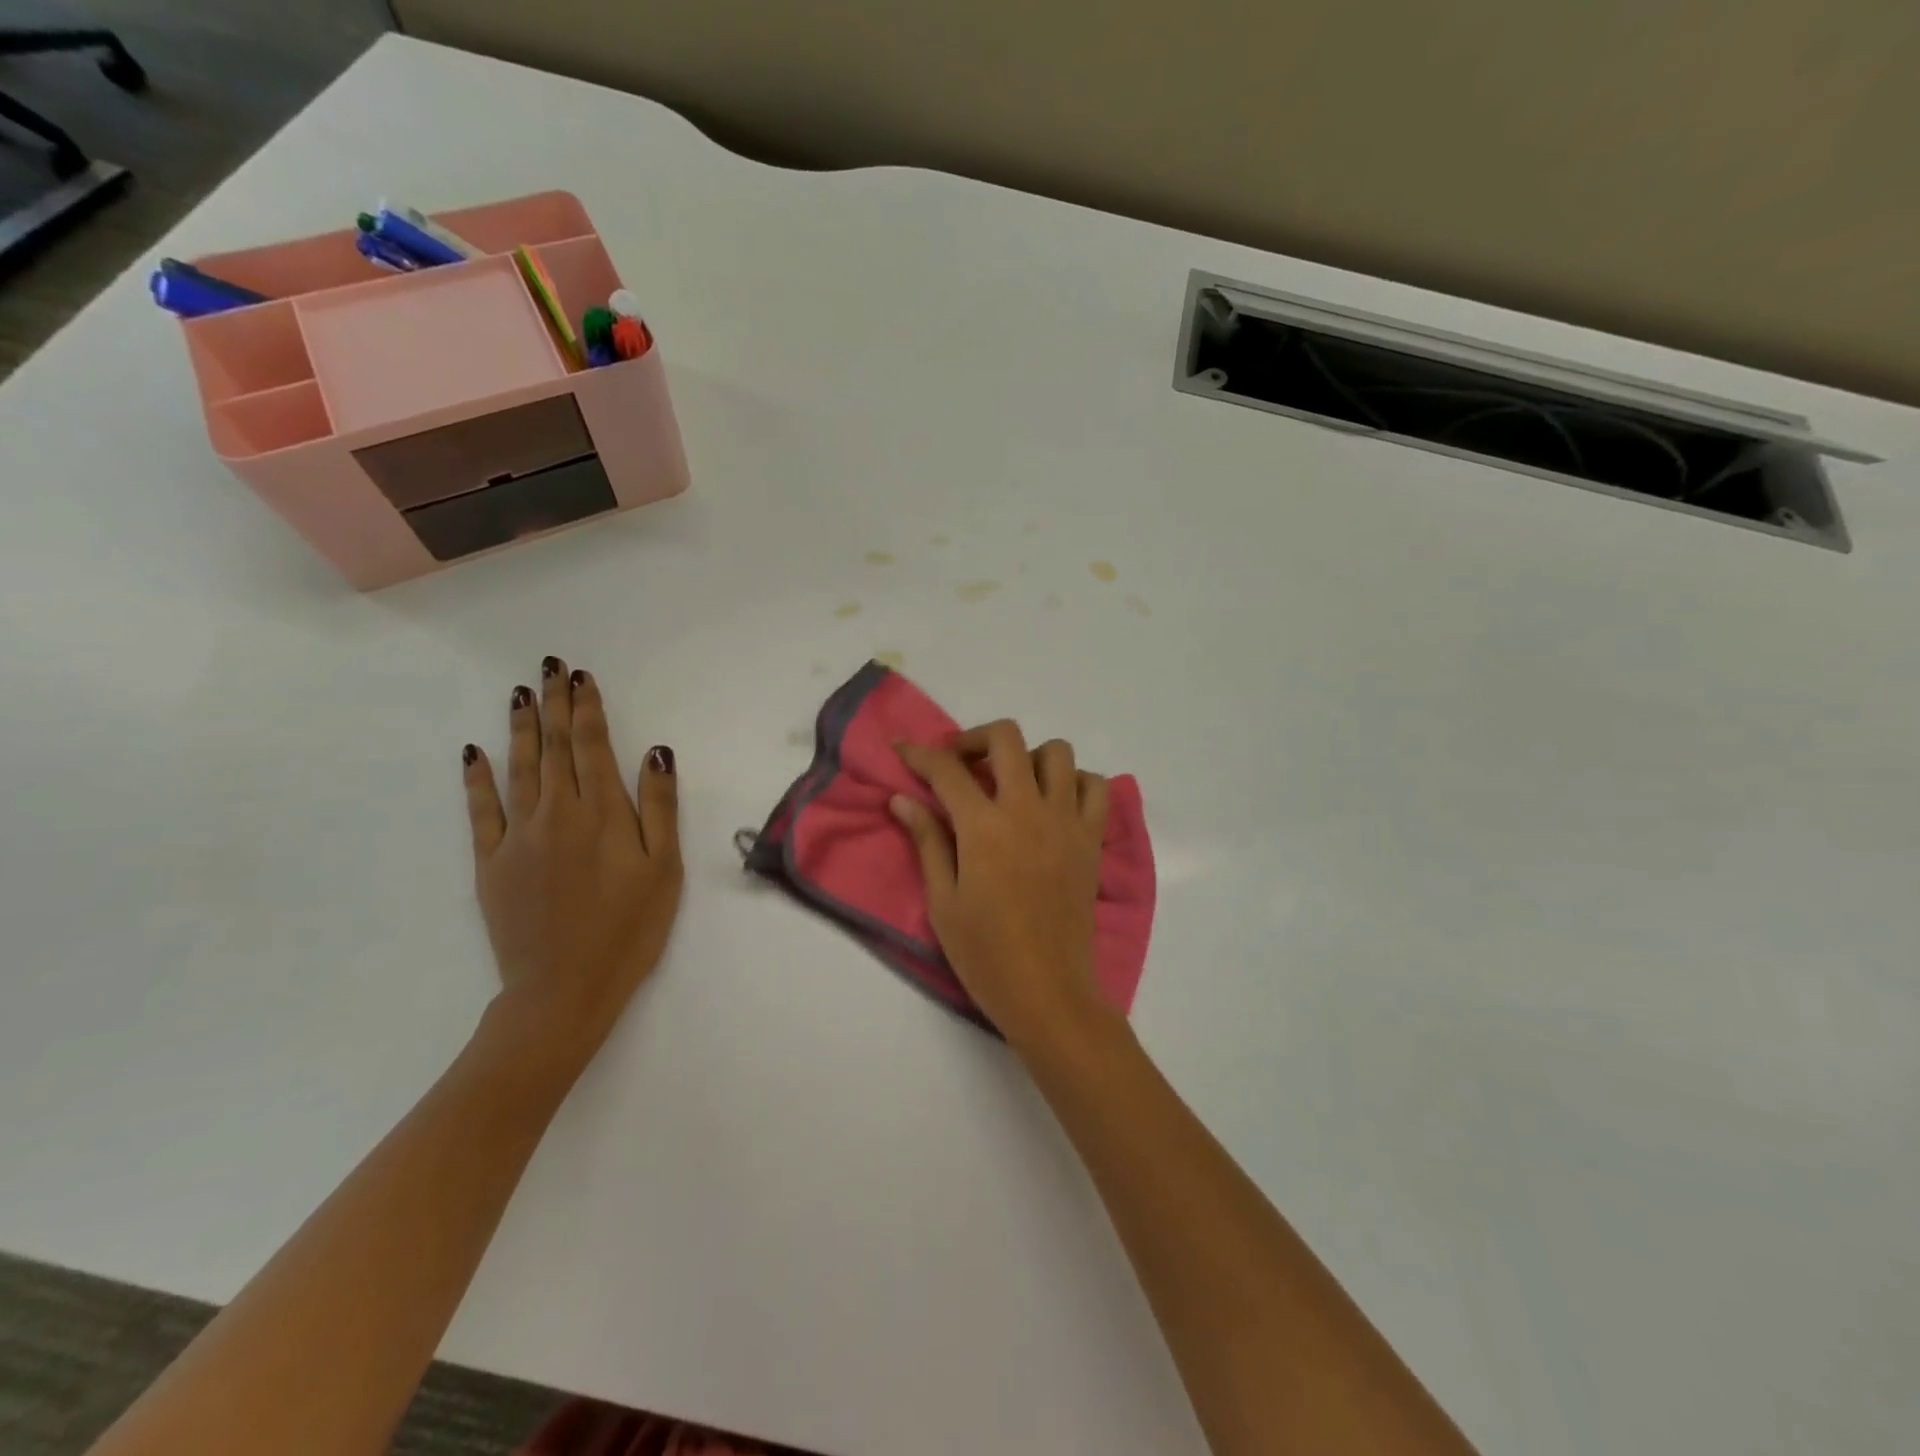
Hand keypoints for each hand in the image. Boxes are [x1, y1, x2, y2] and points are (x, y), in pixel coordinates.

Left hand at [463, 657, 682, 1075]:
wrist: (564, 989)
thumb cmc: (630, 929)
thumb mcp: (664, 869)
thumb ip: (659, 808)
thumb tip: (655, 753)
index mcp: (601, 813)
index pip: (591, 746)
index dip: (587, 708)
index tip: (582, 677)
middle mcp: (556, 813)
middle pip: (554, 748)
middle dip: (554, 704)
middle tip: (550, 667)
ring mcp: (518, 836)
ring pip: (518, 769)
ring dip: (520, 728)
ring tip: (519, 693)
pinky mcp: (491, 863)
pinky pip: (481, 810)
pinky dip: (477, 778)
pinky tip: (473, 752)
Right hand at [892, 721, 1111, 1049]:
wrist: (1048, 992)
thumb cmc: (985, 954)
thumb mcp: (943, 901)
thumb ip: (926, 841)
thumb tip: (902, 799)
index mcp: (984, 827)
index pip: (946, 770)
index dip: (919, 753)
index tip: (902, 748)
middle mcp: (1028, 810)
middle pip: (1005, 738)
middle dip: (974, 738)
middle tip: (958, 763)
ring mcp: (1067, 821)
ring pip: (1056, 752)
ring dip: (1027, 756)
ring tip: (1009, 783)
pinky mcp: (1092, 839)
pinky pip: (1094, 787)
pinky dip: (1074, 781)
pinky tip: (1052, 803)